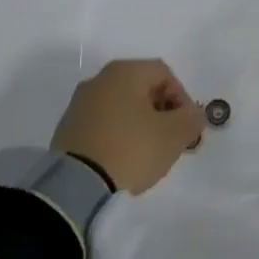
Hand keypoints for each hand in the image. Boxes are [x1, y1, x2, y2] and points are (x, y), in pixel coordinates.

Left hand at [50, 60, 203, 195]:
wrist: (75, 186)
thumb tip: (193, 114)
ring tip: (145, 154)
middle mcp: (99, 79)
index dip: (182, 98)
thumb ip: (191, 119)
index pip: (164, 74)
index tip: (186, 126)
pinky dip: (116, 137)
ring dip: (138, 125)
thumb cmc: (131, 149)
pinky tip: (121, 161)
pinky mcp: (66, 130)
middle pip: (141, 89)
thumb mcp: (174, 134)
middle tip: (170, 140)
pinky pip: (102, 126)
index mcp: (125, 71)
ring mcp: (79, 104)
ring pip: (120, 108)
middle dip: (160, 113)